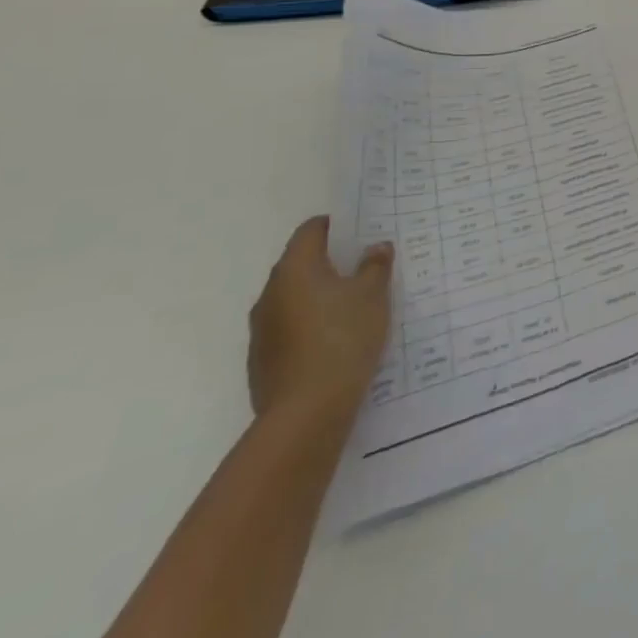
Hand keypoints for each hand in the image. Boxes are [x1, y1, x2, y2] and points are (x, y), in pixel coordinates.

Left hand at [247, 217, 392, 428]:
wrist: (306, 412)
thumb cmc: (343, 338)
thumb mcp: (373, 295)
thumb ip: (375, 266)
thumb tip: (376, 247)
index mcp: (295, 269)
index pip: (311, 230)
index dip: (336, 225)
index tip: (362, 230)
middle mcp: (270, 293)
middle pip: (300, 263)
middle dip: (331, 261)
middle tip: (366, 265)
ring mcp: (262, 329)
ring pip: (294, 297)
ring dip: (320, 294)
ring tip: (355, 303)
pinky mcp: (263, 359)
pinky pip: (291, 327)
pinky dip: (311, 323)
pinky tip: (337, 339)